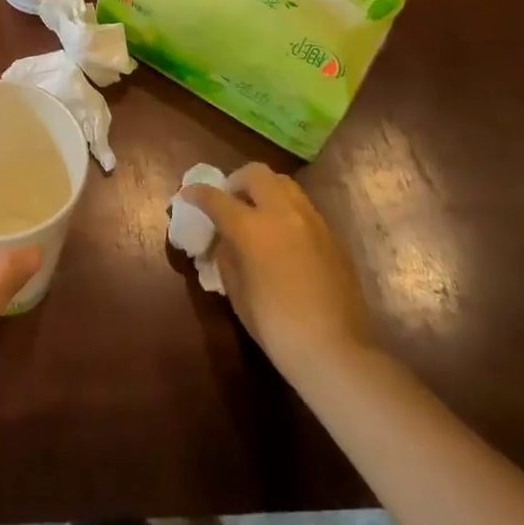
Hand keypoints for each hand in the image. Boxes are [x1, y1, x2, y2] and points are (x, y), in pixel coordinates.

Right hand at [182, 164, 372, 381]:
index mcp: (251, 227)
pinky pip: (302, 207)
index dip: (197, 193)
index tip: (187, 195)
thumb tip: (226, 241)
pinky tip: (282, 237)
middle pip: (256, 174)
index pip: (216, 197)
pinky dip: (285, 210)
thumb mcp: (237, 292)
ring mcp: (311, 221)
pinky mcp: (332, 236)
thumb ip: (227, 256)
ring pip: (284, 184)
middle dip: (237, 181)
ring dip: (265, 190)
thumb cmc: (276, 326)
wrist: (336, 351)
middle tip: (229, 201)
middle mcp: (282, 213)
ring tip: (257, 214)